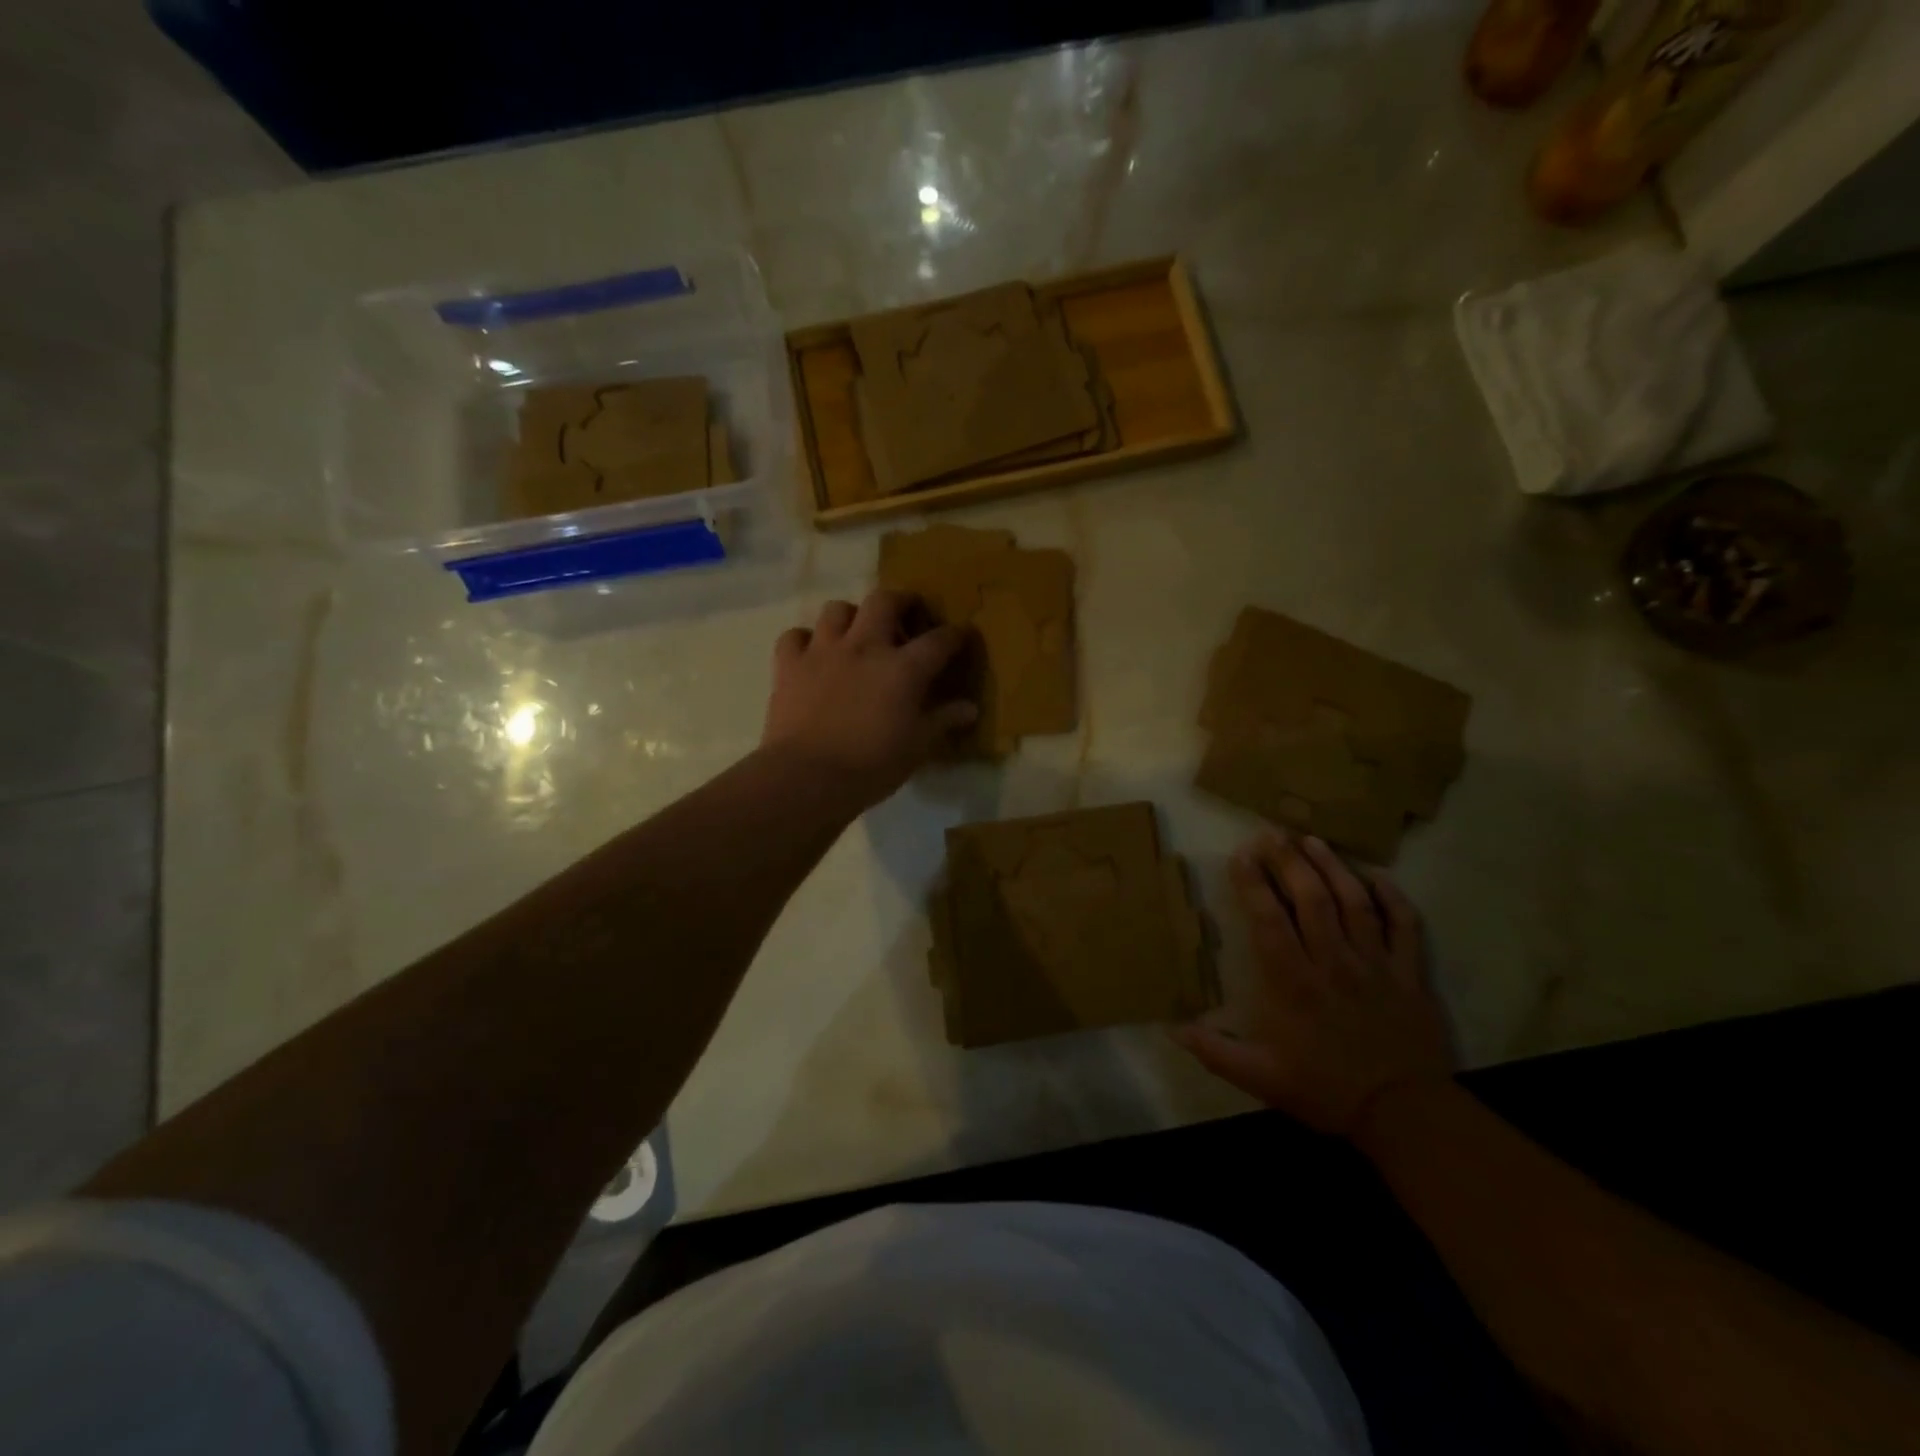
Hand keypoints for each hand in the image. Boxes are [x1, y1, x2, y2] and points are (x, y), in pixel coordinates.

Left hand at [761, 591, 978, 809]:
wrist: (807, 777)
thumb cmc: (872, 765)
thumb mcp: (917, 747)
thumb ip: (943, 721)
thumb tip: (970, 708)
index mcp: (903, 668)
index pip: (938, 640)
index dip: (954, 635)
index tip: (961, 636)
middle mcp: (864, 647)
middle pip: (884, 601)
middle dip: (900, 601)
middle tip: (905, 615)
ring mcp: (823, 651)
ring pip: (836, 609)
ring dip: (850, 616)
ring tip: (856, 633)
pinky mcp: (789, 665)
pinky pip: (794, 636)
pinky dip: (804, 640)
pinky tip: (812, 654)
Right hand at [1174, 829, 1454, 1136]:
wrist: (1405, 1116)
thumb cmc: (1325, 1089)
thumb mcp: (1260, 1078)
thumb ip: (1215, 1051)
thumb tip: (1172, 1028)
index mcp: (1293, 982)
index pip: (1268, 919)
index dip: (1253, 883)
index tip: (1240, 855)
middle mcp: (1333, 962)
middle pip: (1311, 898)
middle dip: (1288, 860)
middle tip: (1271, 833)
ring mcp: (1375, 964)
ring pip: (1354, 901)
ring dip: (1332, 866)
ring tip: (1312, 839)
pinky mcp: (1410, 973)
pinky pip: (1404, 925)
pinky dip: (1391, 897)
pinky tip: (1375, 876)